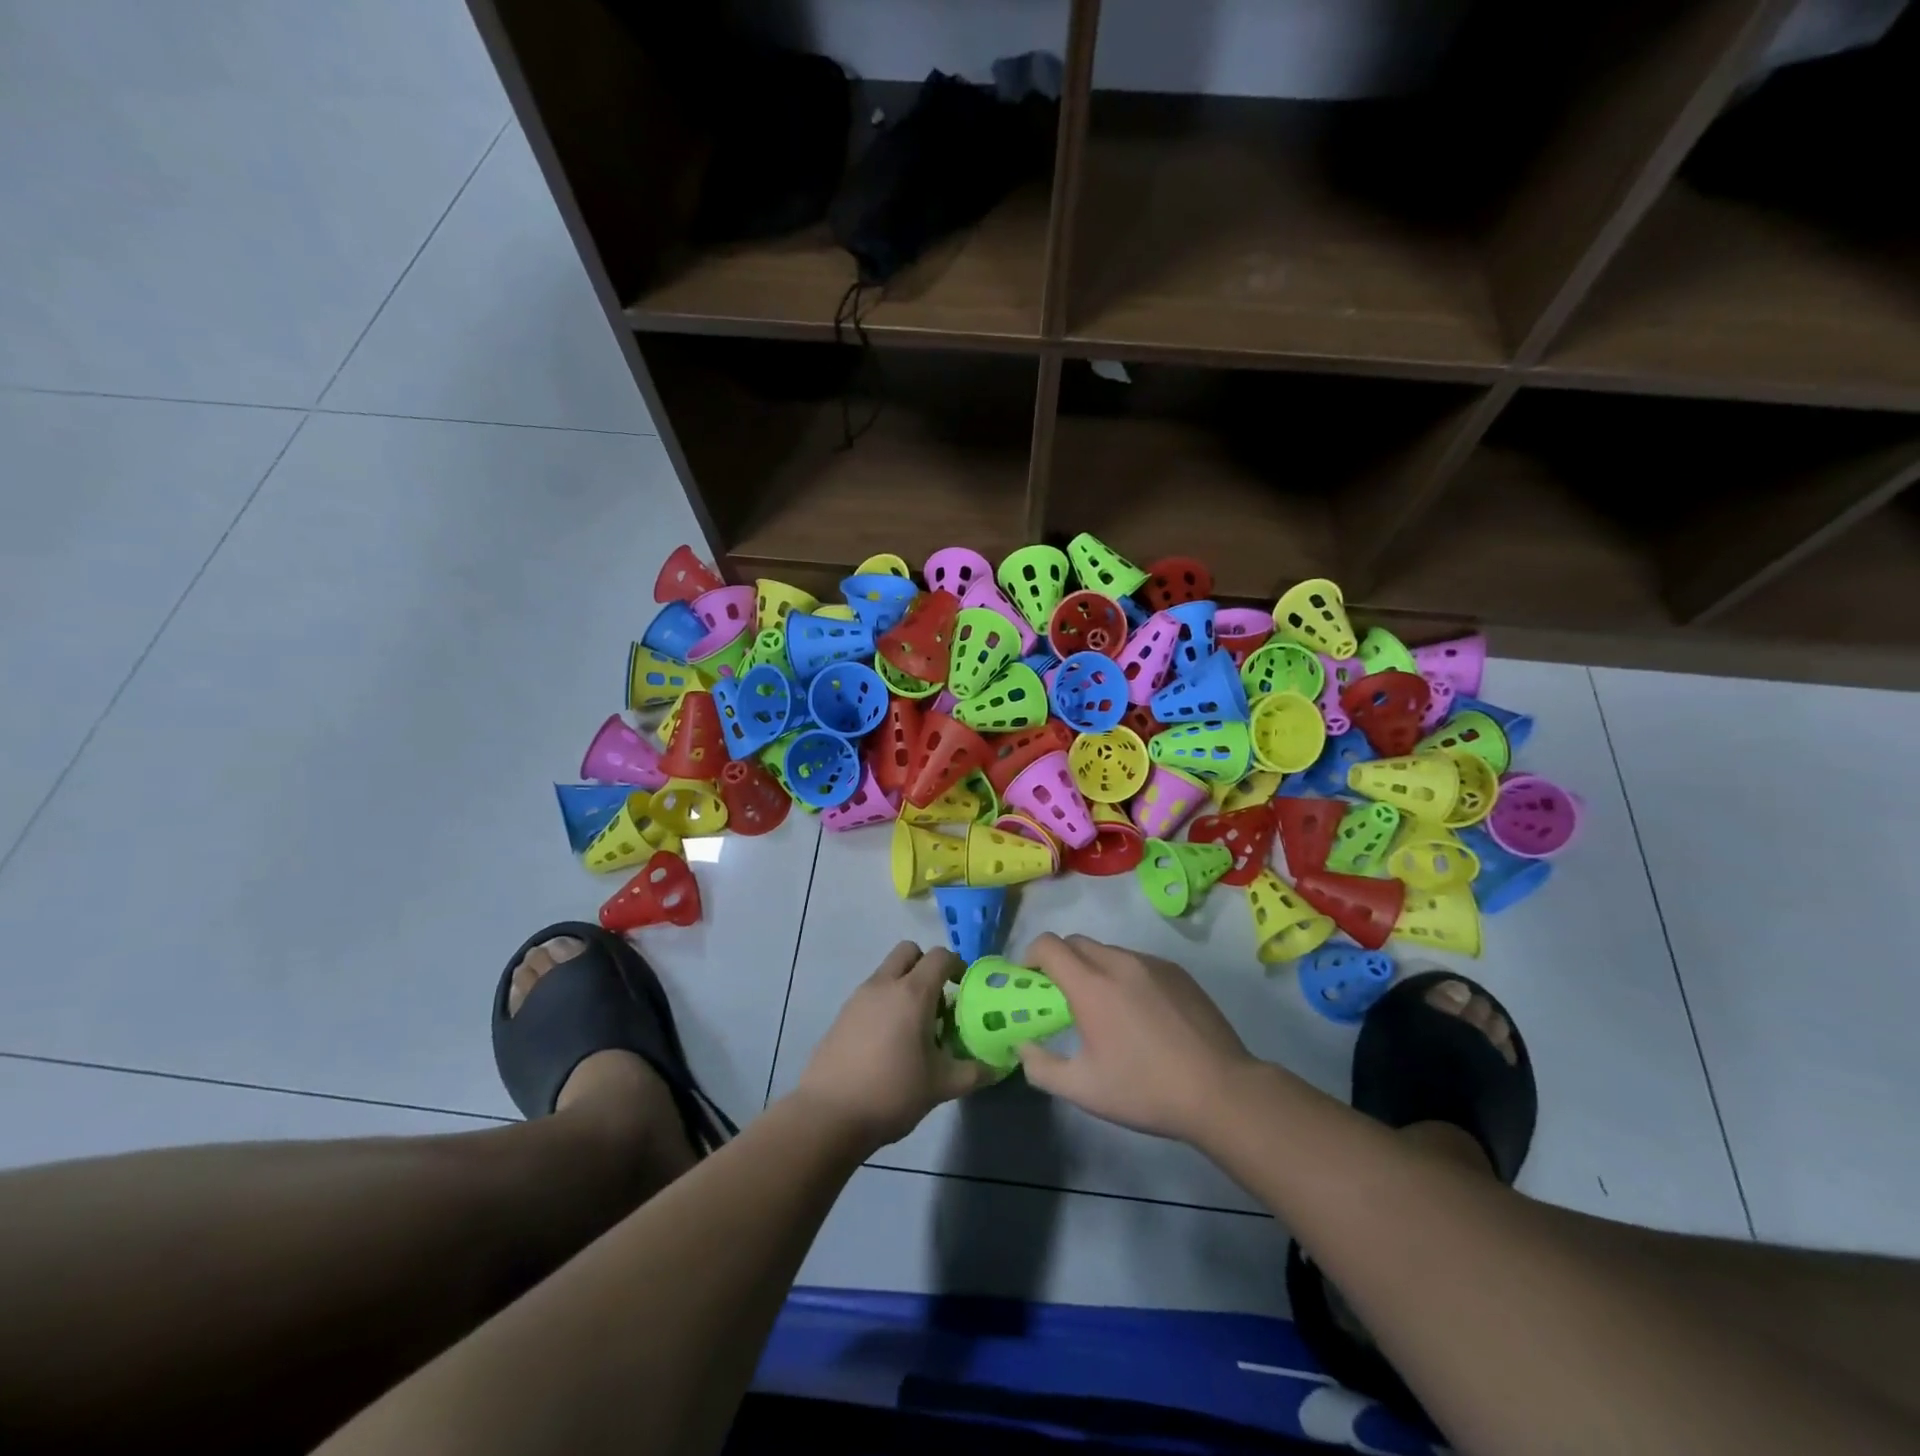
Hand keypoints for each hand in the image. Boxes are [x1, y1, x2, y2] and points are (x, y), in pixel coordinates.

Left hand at [793, 942, 996, 1150]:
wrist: (829, 1114)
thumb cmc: (892, 1092)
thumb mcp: (941, 1085)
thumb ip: (973, 1072)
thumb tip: (997, 1067)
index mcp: (913, 993)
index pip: (940, 956)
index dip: (957, 966)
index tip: (965, 990)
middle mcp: (885, 985)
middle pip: (909, 951)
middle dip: (926, 966)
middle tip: (938, 1001)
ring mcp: (859, 997)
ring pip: (888, 972)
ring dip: (905, 985)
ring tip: (915, 1028)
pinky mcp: (842, 1015)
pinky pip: (871, 994)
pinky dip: (885, 1003)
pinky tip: (889, 1042)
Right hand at [1016, 934, 1258, 1143]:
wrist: (1220, 1091)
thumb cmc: (1145, 1090)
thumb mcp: (1083, 1089)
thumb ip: (1041, 1067)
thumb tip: (1024, 1046)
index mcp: (1091, 985)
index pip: (1048, 945)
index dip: (1030, 956)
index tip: (1029, 980)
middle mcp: (1119, 962)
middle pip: (1076, 942)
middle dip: (1060, 961)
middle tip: (1061, 996)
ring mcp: (1152, 964)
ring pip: (1108, 951)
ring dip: (1093, 968)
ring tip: (1103, 1006)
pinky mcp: (1177, 972)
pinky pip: (1138, 962)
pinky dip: (1124, 975)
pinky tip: (1139, 1012)